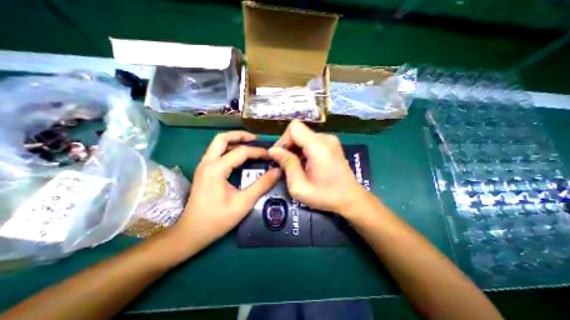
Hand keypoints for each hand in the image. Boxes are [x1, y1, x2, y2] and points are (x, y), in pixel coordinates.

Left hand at [174, 131, 279, 250]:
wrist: (191, 233)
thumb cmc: (217, 219)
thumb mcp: (244, 202)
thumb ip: (262, 185)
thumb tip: (277, 171)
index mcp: (216, 169)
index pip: (241, 152)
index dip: (258, 152)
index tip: (271, 155)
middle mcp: (207, 163)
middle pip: (222, 139)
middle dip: (240, 135)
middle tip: (256, 139)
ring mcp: (203, 166)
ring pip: (218, 144)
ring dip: (234, 141)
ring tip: (250, 145)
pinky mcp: (204, 172)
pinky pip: (217, 153)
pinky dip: (229, 150)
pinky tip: (239, 157)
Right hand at [269, 121, 364, 215]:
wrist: (351, 199)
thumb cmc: (326, 196)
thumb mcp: (300, 187)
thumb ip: (287, 165)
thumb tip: (273, 150)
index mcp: (318, 147)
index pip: (294, 128)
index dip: (283, 140)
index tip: (280, 156)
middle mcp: (325, 138)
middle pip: (298, 130)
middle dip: (288, 145)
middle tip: (286, 164)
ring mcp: (330, 140)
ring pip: (303, 135)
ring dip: (295, 148)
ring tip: (296, 166)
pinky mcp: (332, 143)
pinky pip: (311, 140)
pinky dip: (303, 149)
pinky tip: (306, 163)